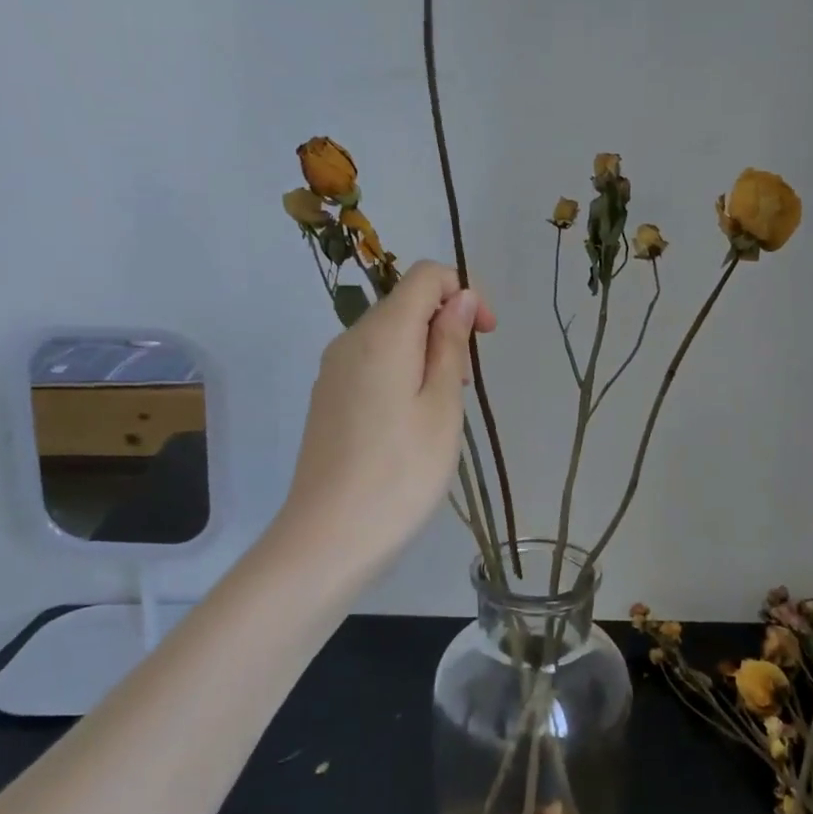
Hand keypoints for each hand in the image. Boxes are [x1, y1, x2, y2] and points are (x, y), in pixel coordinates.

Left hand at [278, 261, 496, 575]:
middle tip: (464, 385)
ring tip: (441, 409)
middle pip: (405, 304)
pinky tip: (410, 423)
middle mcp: (350, 340)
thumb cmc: (401, 472)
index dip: (462, 291)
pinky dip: (401, 372)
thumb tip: (458, 298)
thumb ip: (450, 343)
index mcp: (381, 333)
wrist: (329, 538)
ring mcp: (333, 370)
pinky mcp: (327, 398)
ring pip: (389, 336)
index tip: (485, 335)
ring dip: (426, 353)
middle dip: (445, 327)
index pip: (424, 276)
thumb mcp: (442, 405)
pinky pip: (371, 363)